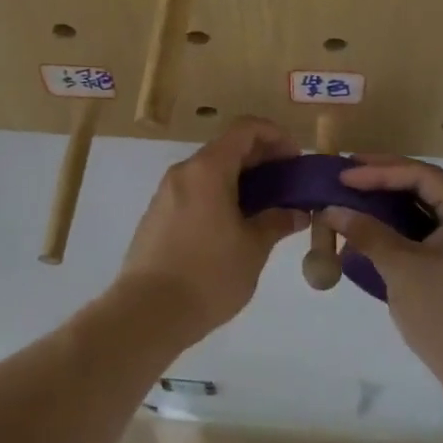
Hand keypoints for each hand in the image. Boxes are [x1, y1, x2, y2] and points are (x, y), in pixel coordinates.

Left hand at [117, 116, 308, 342]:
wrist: (146, 314)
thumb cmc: (208, 275)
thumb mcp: (253, 249)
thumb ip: (276, 222)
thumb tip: (296, 213)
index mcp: (208, 169)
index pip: (246, 129)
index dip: (275, 136)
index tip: (296, 160)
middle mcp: (184, 172)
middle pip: (228, 148)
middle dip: (262, 160)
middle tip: (288, 185)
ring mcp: (166, 193)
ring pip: (210, 171)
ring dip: (241, 180)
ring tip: (266, 208)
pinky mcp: (157, 216)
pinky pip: (195, 192)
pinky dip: (220, 195)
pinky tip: (235, 225)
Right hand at [323, 156, 442, 395]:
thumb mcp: (401, 269)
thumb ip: (367, 233)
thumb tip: (331, 209)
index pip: (420, 175)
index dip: (378, 171)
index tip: (343, 175)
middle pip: (427, 186)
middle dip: (385, 180)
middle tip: (348, 176)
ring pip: (429, 210)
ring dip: (393, 203)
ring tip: (357, 198)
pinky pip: (433, 232)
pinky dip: (404, 228)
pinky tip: (377, 232)